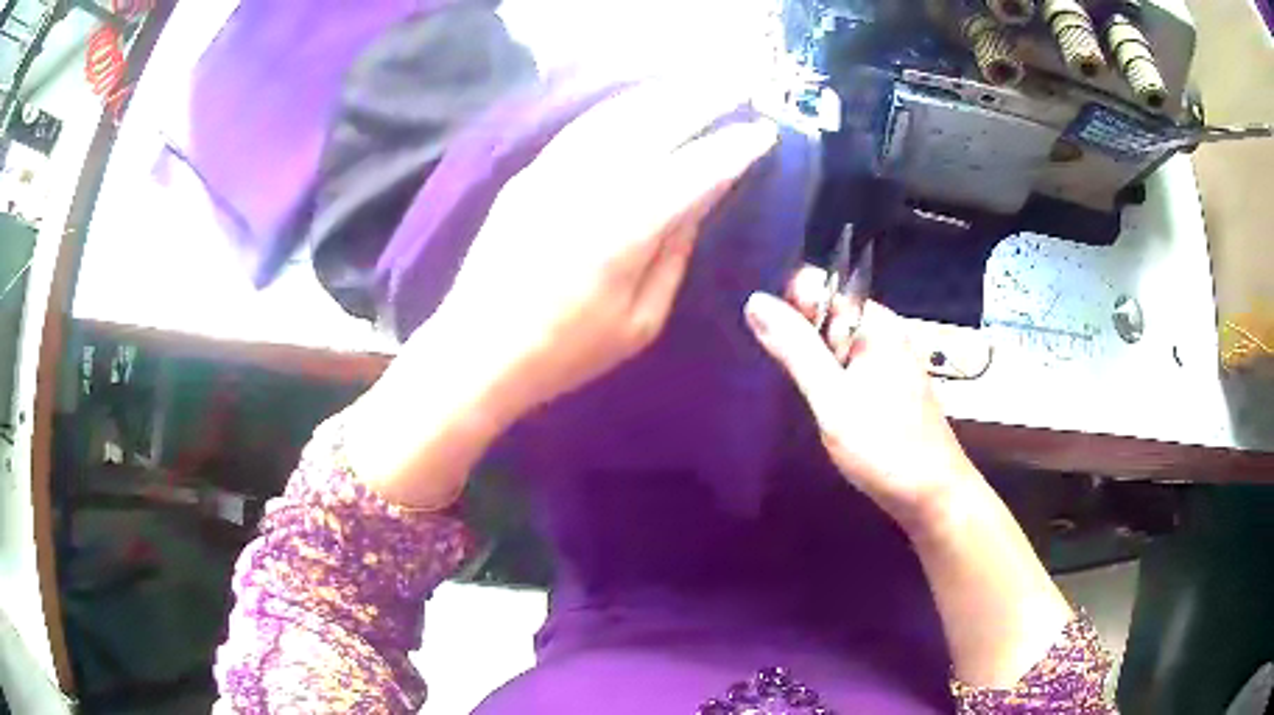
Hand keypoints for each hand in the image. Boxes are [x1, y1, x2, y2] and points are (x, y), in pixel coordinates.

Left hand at [346, 82, 776, 507]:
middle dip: (703, 102)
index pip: (695, 172)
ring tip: (695, 86)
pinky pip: (583, 128)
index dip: (734, 149)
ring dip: (662, 96)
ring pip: (618, 117)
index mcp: (626, 231)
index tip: (764, 133)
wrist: (477, 351)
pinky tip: (638, 105)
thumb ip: (674, 255)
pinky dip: (618, 109)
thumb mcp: (640, 321)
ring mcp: (553, 174)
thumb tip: (699, 203)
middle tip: (738, 89)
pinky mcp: (528, 175)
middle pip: (657, 126)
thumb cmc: (565, 352)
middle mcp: (590, 187)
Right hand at [744, 266, 982, 532]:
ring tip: (791, 389)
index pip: (815, 284)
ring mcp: (886, 358)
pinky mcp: (886, 383)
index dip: (785, 305)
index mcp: (873, 322)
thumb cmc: (885, 447)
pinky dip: (826, 377)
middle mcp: (881, 330)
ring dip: (808, 359)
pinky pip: (845, 364)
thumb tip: (755, 301)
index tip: (767, 340)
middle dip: (795, 334)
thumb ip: (795, 349)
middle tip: (777, 374)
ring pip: (832, 342)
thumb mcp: (832, 398)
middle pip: (823, 312)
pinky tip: (816, 404)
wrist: (933, 495)